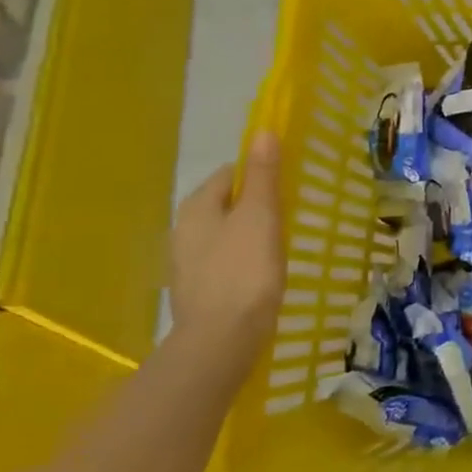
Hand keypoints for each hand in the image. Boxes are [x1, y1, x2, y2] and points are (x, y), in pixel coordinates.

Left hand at [169, 133, 284, 361]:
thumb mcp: (260, 217)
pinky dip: (242, 261)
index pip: (228, 173)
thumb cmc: (244, 272)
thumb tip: (262, 131)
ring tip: (279, 246)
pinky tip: (261, 275)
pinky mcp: (198, 291)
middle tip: (288, 216)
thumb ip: (262, 175)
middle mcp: (183, 230)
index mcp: (196, 207)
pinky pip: (224, 262)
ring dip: (248, 234)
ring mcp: (186, 264)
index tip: (287, 187)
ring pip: (224, 234)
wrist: (222, 341)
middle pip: (224, 204)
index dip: (258, 174)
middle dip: (253, 206)